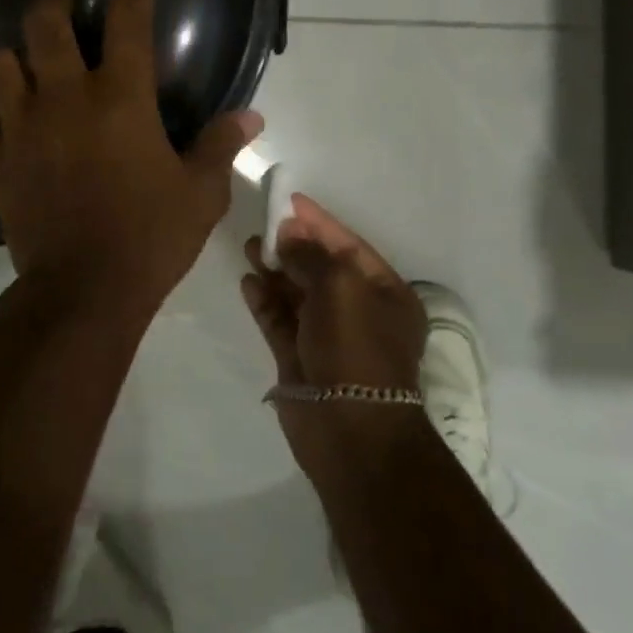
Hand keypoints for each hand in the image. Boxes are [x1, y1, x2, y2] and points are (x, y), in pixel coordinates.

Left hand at [0, 0, 262, 322]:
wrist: (84, 292)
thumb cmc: (151, 237)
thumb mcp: (200, 193)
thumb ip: (220, 145)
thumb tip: (251, 116)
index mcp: (121, 96)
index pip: (131, 13)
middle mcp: (65, 97)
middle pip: (42, 22)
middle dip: (51, 8)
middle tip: (65, 19)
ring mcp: (23, 128)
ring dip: (11, 60)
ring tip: (27, 71)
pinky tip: (4, 133)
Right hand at [241, 194, 427, 470]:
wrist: (349, 430)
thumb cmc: (356, 347)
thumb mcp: (340, 285)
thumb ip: (311, 254)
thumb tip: (290, 233)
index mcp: (385, 293)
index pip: (348, 246)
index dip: (318, 222)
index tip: (288, 201)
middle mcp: (359, 312)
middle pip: (320, 268)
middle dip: (292, 245)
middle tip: (261, 226)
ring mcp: (328, 337)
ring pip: (297, 294)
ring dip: (275, 270)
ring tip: (248, 247)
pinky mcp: (300, 359)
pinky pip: (281, 321)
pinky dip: (265, 301)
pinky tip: (247, 282)